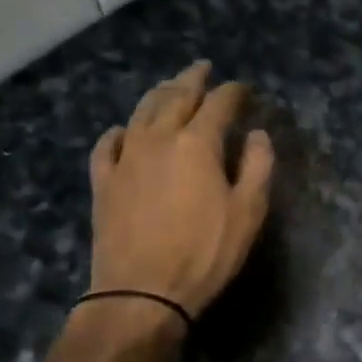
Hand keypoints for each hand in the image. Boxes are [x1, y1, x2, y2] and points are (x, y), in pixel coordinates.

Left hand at [84, 62, 274, 339]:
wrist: (140, 294)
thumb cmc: (204, 253)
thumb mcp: (248, 212)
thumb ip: (258, 167)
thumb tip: (258, 134)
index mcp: (197, 143)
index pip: (219, 104)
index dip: (233, 92)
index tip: (244, 88)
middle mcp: (159, 138)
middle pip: (176, 96)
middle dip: (192, 79)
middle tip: (202, 67)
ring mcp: (126, 158)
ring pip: (141, 112)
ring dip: (158, 94)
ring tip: (169, 86)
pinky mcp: (103, 181)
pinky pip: (107, 145)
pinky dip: (118, 131)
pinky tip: (122, 130)